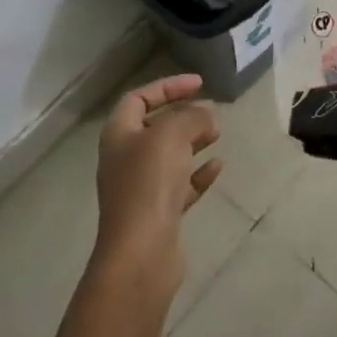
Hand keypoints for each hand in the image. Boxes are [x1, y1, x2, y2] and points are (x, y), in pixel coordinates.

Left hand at [93, 73, 223, 296]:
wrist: (141, 252)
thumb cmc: (149, 183)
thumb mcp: (171, 135)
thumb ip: (191, 116)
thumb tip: (205, 115)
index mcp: (119, 135)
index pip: (139, 98)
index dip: (168, 87)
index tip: (199, 84)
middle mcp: (125, 159)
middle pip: (154, 126)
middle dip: (183, 115)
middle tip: (211, 112)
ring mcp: (141, 188)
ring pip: (169, 155)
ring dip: (193, 141)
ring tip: (217, 134)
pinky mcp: (159, 213)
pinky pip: (181, 184)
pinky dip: (199, 173)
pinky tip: (218, 167)